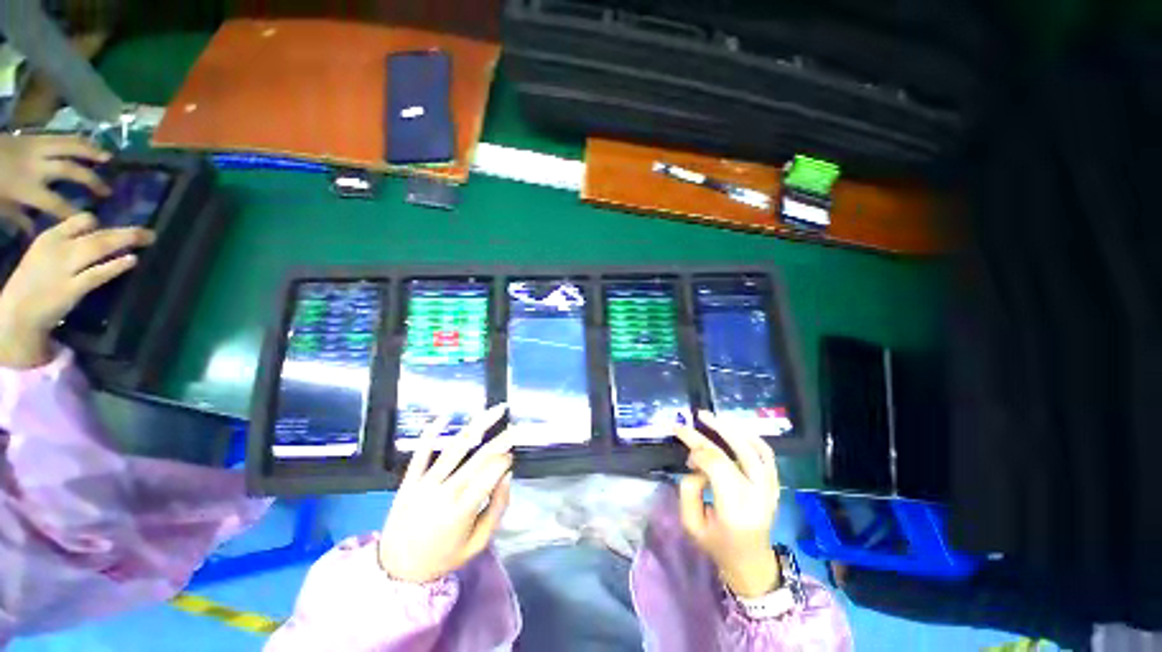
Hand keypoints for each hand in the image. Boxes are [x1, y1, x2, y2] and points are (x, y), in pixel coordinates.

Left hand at [0, 134, 110, 232]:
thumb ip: (17, 217)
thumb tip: (34, 229)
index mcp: (27, 188)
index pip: (57, 204)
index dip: (75, 214)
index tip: (92, 222)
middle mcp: (37, 166)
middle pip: (70, 171)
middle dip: (91, 181)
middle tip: (107, 191)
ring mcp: (36, 147)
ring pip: (70, 146)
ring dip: (90, 152)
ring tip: (108, 158)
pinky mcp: (34, 137)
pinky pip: (59, 137)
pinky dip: (77, 140)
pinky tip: (89, 143)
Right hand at [0, 214, 154, 367]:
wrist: (16, 314)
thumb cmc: (34, 283)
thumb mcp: (45, 254)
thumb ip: (68, 244)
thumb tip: (99, 235)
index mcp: (50, 237)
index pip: (79, 220)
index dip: (102, 221)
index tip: (123, 222)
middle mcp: (58, 248)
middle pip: (96, 234)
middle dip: (124, 232)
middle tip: (150, 232)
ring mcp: (64, 268)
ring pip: (98, 247)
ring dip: (125, 241)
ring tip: (148, 238)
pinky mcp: (71, 289)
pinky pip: (96, 273)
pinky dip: (115, 265)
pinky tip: (133, 260)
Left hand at [379, 405, 514, 583]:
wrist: (396, 570)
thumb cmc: (444, 557)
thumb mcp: (478, 543)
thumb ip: (497, 509)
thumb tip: (508, 475)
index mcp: (463, 511)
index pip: (491, 474)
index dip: (506, 460)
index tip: (512, 457)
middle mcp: (445, 492)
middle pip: (479, 457)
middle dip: (501, 439)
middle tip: (515, 427)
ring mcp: (425, 484)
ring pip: (456, 447)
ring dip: (478, 425)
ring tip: (495, 410)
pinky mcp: (409, 481)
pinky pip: (421, 452)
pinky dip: (432, 432)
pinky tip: (447, 415)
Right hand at [675, 410, 782, 597]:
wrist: (752, 563)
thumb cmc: (717, 545)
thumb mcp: (691, 524)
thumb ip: (688, 490)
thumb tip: (695, 465)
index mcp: (735, 510)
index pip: (718, 466)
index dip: (698, 451)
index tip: (685, 451)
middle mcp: (757, 496)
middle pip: (737, 452)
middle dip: (713, 431)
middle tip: (695, 417)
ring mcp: (770, 489)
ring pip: (755, 449)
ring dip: (732, 429)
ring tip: (711, 417)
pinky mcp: (774, 485)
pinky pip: (767, 454)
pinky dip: (750, 437)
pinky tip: (734, 429)